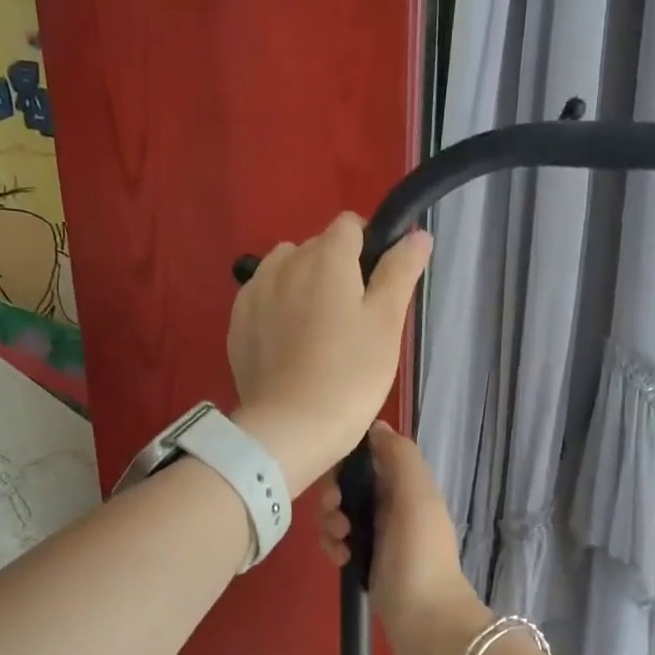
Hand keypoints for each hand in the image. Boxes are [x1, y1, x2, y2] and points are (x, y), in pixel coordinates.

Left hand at [227, 212, 431, 495]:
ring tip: (317, 331)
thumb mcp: (387, 323)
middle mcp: (284, 262)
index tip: (377, 287)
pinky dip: (278, 310)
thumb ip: (400, 271)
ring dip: (302, 286)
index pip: (350, 226)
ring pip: (285, 270)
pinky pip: (263, 298)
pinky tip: (289, 346)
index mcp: (326, 256)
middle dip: (336, 271)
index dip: (369, 248)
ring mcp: (254, 291)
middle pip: (317, 249)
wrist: (290, 428)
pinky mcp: (237, 322)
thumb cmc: (350, 376)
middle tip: (352, 321)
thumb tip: (416, 235)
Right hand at [316, 422, 490, 654]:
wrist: (426, 621)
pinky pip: (339, 542)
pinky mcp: (366, 561)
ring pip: (339, 514)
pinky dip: (334, 547)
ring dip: (330, 523)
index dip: (347, 461)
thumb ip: (399, 455)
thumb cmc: (420, 554)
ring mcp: (379, 535)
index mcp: (408, 485)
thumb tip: (375, 426)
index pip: (368, 456)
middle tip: (336, 514)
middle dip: (334, 496)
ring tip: (340, 543)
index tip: (337, 477)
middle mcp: (393, 505)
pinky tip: (341, 560)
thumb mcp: (416, 496)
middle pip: (349, 485)